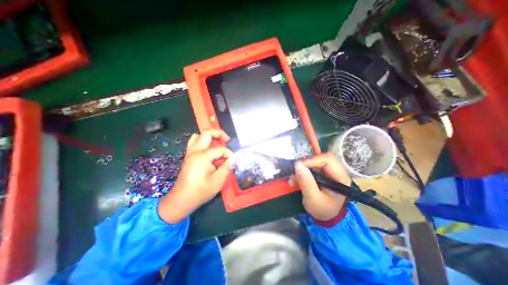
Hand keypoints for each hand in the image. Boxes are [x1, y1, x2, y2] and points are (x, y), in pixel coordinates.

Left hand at [159, 129, 234, 224]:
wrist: (182, 200)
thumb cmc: (201, 191)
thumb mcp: (218, 181)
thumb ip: (227, 167)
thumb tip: (234, 157)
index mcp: (202, 157)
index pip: (219, 149)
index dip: (228, 153)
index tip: (233, 160)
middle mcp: (195, 151)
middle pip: (206, 134)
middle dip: (219, 134)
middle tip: (227, 140)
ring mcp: (190, 153)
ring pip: (198, 136)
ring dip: (209, 137)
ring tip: (218, 143)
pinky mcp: (188, 157)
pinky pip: (194, 143)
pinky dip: (203, 142)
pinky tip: (209, 150)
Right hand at [292, 154, 351, 220]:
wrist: (325, 217)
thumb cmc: (322, 210)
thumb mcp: (313, 199)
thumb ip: (306, 182)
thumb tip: (297, 164)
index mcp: (340, 178)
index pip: (328, 160)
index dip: (312, 160)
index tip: (298, 166)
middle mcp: (337, 171)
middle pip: (321, 158)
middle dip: (306, 164)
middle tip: (295, 171)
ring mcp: (329, 171)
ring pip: (314, 162)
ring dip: (302, 169)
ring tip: (292, 179)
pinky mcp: (322, 173)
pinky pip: (311, 167)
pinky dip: (302, 172)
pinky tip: (295, 180)